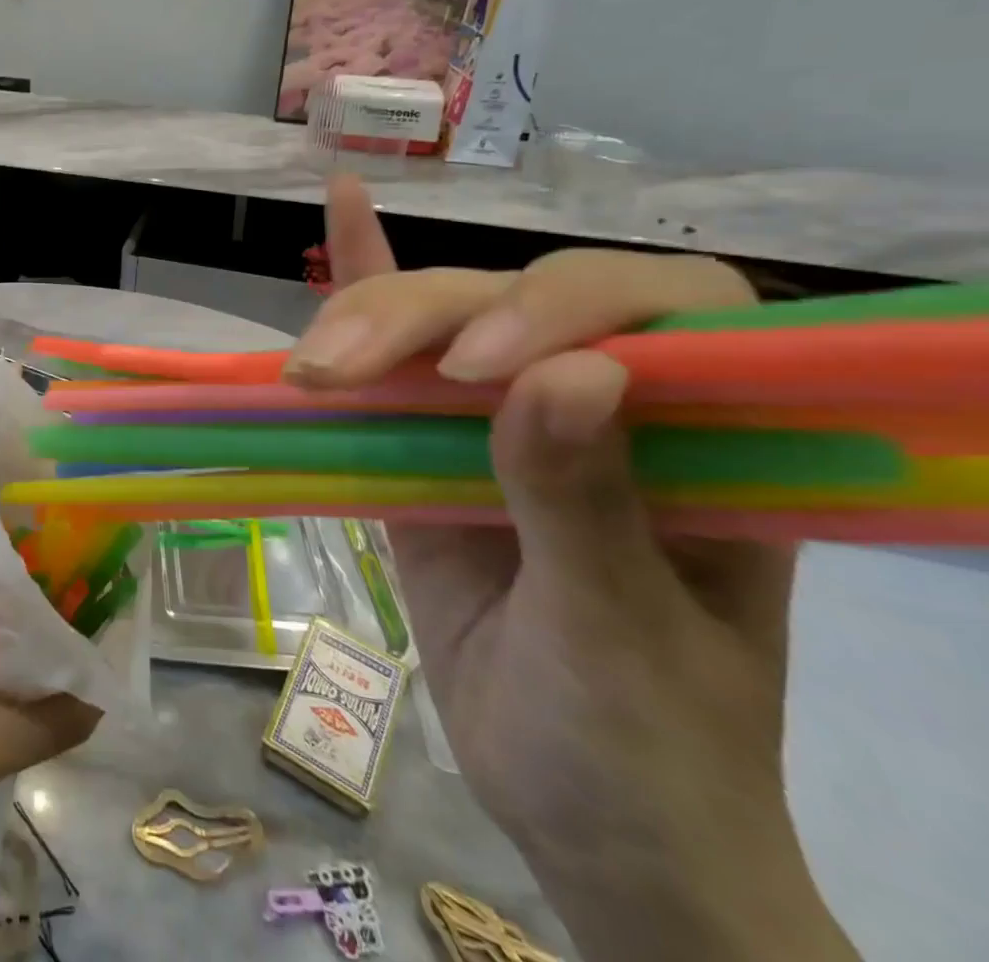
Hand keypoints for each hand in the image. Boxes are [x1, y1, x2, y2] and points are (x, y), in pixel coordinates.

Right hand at [286, 178, 857, 961]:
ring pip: (436, 322)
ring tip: (308, 367)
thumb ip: (587, 505)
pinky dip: (365, 278)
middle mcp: (607, 401)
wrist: (585, 817)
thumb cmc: (642, 749)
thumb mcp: (621, 641)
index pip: (663, 310)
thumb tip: (569, 373)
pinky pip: (398, 352)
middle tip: (334, 372)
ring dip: (366, 319)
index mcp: (710, 438)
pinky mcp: (430, 437)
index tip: (475, 374)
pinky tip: (342, 202)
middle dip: (418, 321)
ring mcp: (507, 414)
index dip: (566, 308)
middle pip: (511, 304)